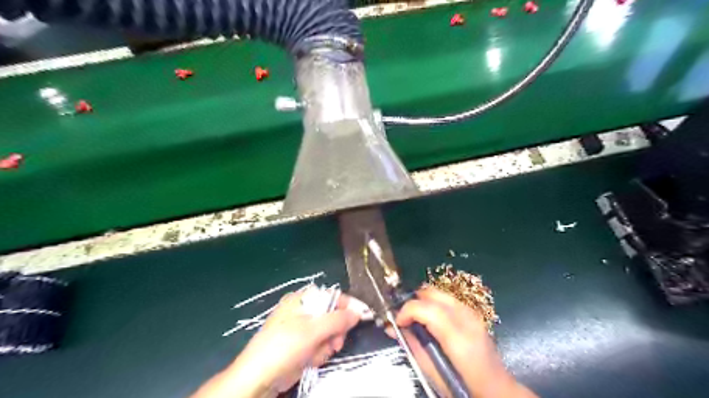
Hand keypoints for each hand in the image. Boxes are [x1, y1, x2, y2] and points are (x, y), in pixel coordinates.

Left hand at [192, 288, 368, 396]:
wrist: (259, 378)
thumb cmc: (284, 346)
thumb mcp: (313, 330)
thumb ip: (338, 320)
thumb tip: (358, 313)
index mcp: (302, 300)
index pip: (332, 296)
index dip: (348, 305)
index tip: (363, 315)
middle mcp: (303, 311)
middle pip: (333, 316)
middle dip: (336, 331)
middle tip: (335, 342)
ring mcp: (302, 329)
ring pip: (329, 333)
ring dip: (328, 345)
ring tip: (317, 353)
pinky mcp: (302, 346)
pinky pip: (320, 345)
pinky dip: (319, 353)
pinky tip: (310, 359)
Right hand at [391, 288, 534, 396]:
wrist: (497, 390)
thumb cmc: (464, 387)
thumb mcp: (433, 373)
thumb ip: (412, 347)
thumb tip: (392, 328)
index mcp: (458, 338)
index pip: (428, 308)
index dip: (407, 310)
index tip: (397, 322)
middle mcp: (467, 319)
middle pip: (433, 293)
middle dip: (414, 301)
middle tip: (405, 319)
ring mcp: (472, 313)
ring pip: (439, 292)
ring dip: (423, 302)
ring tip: (416, 319)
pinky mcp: (473, 313)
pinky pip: (447, 299)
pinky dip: (434, 304)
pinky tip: (431, 321)